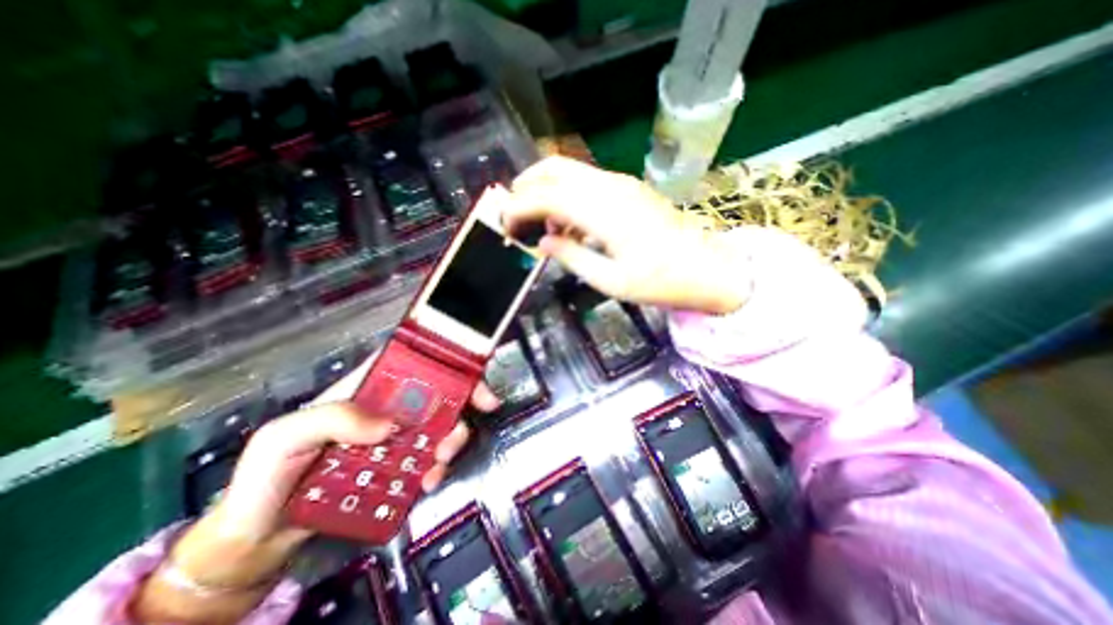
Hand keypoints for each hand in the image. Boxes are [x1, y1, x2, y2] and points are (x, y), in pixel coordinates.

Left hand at [131, 365, 498, 622]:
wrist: (260, 535)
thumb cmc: (266, 475)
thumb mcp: (285, 437)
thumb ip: (332, 419)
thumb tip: (389, 425)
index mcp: (366, 388)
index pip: (412, 361)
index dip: (447, 359)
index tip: (471, 373)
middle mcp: (388, 407)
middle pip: (438, 390)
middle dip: (464, 398)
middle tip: (482, 410)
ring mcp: (397, 437)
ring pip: (441, 424)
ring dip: (453, 438)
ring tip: (441, 461)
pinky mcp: (400, 466)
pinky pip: (431, 459)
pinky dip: (438, 468)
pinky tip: (429, 481)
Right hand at [509, 156, 750, 310]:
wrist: (708, 268)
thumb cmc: (661, 281)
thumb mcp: (611, 280)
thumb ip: (571, 257)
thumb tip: (542, 242)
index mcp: (603, 212)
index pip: (546, 196)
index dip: (518, 207)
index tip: (502, 225)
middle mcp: (609, 187)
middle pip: (554, 168)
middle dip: (525, 187)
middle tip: (513, 215)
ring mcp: (621, 184)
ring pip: (569, 171)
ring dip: (545, 190)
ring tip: (541, 225)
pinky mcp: (628, 189)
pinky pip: (586, 182)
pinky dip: (566, 195)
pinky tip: (568, 223)